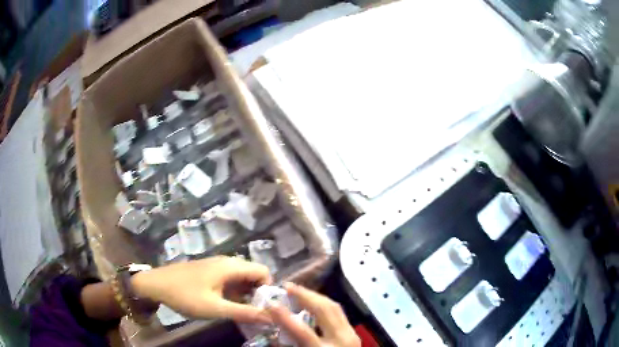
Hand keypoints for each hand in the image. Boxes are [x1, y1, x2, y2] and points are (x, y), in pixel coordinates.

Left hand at [131, 256, 271, 323]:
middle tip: (253, 314)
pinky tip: (226, 306)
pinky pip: (230, 280)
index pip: (263, 271)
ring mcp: (217, 266)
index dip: (268, 290)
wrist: (155, 284)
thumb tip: (272, 318)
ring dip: (246, 295)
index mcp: (230, 266)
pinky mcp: (209, 272)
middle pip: (253, 275)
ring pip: (242, 279)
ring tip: (241, 313)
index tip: (265, 308)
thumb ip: (245, 313)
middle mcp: (227, 262)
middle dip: (258, 294)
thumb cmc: (185, 295)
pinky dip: (234, 293)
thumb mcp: (215, 308)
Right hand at [268, 283, 359, 346]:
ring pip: (335, 307)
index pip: (303, 332)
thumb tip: (274, 335)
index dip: (284, 317)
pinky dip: (325, 304)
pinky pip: (339, 312)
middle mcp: (341, 340)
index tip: (270, 304)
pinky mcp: (353, 333)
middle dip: (305, 295)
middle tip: (287, 286)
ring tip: (298, 291)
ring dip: (315, 296)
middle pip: (325, 311)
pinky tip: (315, 302)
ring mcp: (351, 335)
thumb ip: (289, 346)